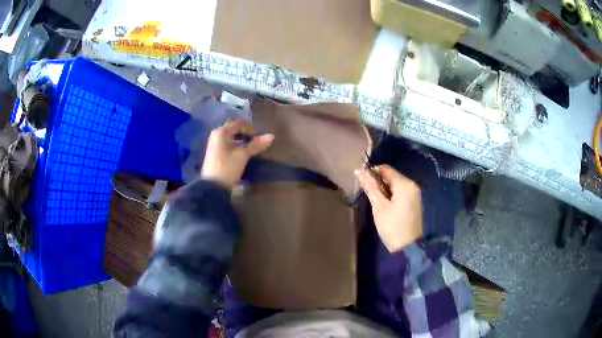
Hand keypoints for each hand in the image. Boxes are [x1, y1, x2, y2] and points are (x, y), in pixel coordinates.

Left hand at [201, 119, 273, 189]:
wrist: (212, 187)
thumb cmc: (227, 167)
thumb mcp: (243, 155)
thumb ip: (256, 144)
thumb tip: (272, 136)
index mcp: (221, 132)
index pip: (239, 123)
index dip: (250, 128)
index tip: (258, 136)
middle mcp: (216, 135)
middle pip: (234, 129)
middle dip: (245, 134)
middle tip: (255, 143)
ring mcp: (214, 145)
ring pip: (231, 138)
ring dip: (241, 141)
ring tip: (250, 150)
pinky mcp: (214, 154)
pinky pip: (227, 145)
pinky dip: (235, 147)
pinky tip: (241, 155)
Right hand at [355, 165, 422, 251]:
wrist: (408, 248)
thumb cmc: (392, 226)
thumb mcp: (379, 206)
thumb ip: (370, 187)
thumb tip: (359, 170)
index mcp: (405, 184)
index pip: (386, 169)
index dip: (372, 172)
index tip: (361, 182)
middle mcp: (412, 186)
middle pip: (391, 177)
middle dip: (377, 182)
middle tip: (366, 194)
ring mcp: (414, 195)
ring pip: (395, 186)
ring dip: (383, 190)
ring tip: (374, 202)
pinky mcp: (413, 204)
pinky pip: (400, 194)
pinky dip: (390, 196)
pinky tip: (383, 206)